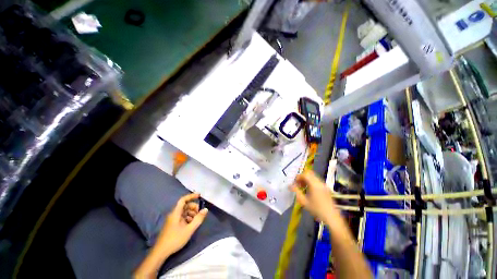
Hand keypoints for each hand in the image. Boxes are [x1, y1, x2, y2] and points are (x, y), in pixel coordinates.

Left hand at [157, 193, 207, 255]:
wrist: (160, 252)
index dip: (191, 196)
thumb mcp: (189, 229)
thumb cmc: (175, 239)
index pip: (183, 200)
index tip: (199, 195)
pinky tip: (191, 224)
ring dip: (191, 213)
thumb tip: (205, 209)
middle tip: (199, 212)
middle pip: (185, 206)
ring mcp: (172, 220)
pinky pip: (182, 217)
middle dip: (193, 207)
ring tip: (196, 220)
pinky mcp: (172, 225)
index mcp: (175, 213)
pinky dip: (188, 218)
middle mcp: (173, 214)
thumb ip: (198, 219)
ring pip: (184, 212)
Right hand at [290, 161, 339, 222]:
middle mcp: (319, 182)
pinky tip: (309, 191)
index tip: (295, 183)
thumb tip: (290, 186)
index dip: (298, 177)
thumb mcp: (304, 202)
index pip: (305, 174)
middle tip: (299, 184)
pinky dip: (311, 182)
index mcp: (314, 184)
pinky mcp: (326, 188)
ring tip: (303, 188)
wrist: (332, 217)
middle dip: (302, 177)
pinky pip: (316, 181)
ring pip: (313, 176)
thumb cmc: (317, 209)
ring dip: (306, 180)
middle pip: (309, 173)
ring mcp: (324, 185)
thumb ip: (296, 192)